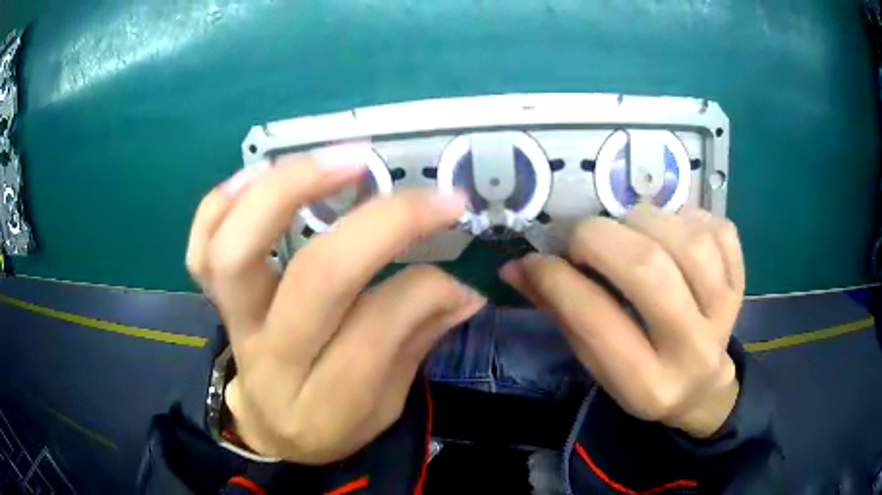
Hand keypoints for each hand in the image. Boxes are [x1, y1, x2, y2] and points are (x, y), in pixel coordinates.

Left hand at [186, 144, 485, 462]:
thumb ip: (417, 341)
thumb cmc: (332, 421)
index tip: (450, 265)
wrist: (269, 428)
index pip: (378, 328)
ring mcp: (233, 326)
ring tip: (344, 161)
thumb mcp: (386, 405)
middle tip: (425, 194)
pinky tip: (262, 176)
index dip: (427, 283)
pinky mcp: (214, 302)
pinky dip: (222, 201)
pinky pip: (200, 247)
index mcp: (327, 405)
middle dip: (381, 224)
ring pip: (237, 251)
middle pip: (315, 279)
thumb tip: (462, 289)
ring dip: (290, 189)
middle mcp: (272, 362)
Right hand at [501, 205, 744, 437]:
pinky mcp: (741, 283)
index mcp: (646, 384)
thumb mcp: (597, 363)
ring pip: (688, 242)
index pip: (597, 320)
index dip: (557, 278)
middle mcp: (691, 350)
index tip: (534, 259)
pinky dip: (689, 217)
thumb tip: (517, 267)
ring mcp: (725, 313)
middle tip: (580, 237)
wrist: (703, 386)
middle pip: (649, 270)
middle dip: (600, 239)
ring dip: (646, 221)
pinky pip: (719, 230)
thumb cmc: (642, 379)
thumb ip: (562, 313)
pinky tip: (673, 232)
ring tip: (628, 231)